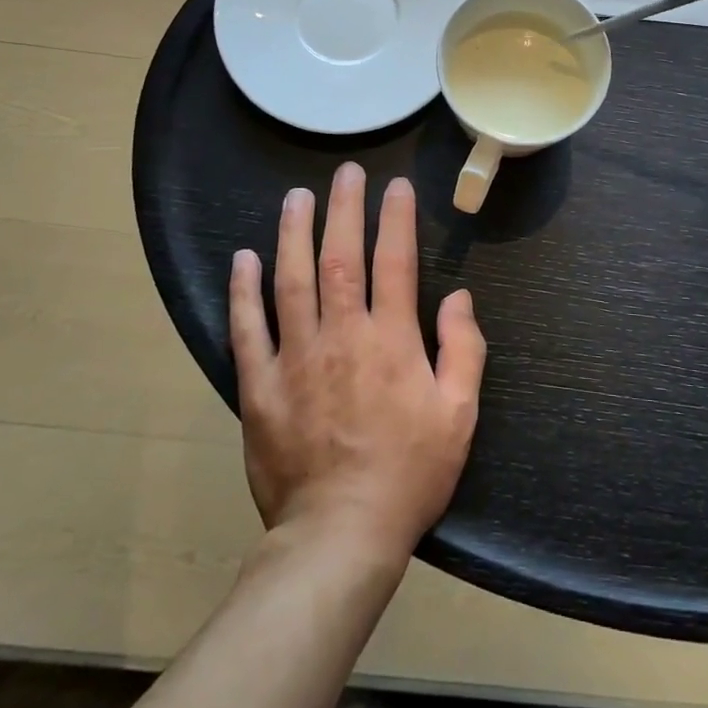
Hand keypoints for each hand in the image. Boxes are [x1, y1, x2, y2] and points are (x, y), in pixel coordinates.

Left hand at [229, 163, 484, 561]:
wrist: (341, 534)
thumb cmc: (410, 473)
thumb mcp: (459, 414)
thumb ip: (464, 349)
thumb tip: (459, 297)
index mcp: (391, 341)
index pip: (394, 262)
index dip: (396, 218)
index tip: (396, 186)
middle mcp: (341, 336)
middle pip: (340, 257)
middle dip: (343, 209)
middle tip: (345, 173)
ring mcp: (295, 358)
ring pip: (291, 281)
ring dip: (293, 234)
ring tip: (295, 197)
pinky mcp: (260, 386)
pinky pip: (247, 330)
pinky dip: (243, 292)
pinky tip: (243, 259)